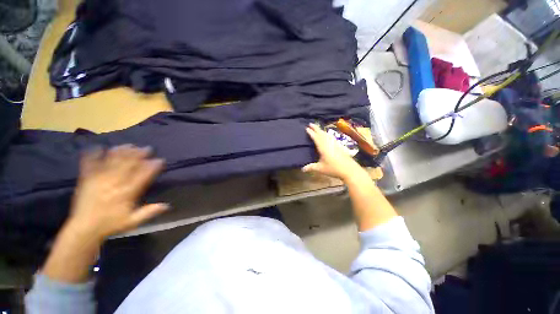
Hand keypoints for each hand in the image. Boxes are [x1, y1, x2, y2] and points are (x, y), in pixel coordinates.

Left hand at [67, 145, 168, 239]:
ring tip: (129, 145)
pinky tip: (97, 147)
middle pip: (128, 165)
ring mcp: (99, 180)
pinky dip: (93, 155)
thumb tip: (167, 205)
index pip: (142, 176)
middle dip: (138, 155)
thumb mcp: (132, 221)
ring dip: (121, 152)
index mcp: (126, 193)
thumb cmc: (110, 224)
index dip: (152, 167)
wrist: (84, 228)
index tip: (159, 160)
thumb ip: (149, 212)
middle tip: (147, 148)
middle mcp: (114, 184)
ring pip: (112, 162)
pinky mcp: (86, 180)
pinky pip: (89, 165)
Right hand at [302, 123, 364, 180]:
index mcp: (323, 147)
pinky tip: (328, 135)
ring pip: (327, 134)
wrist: (349, 169)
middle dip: (316, 128)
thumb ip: (311, 167)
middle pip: (322, 133)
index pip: (316, 138)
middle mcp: (329, 143)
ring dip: (321, 130)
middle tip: (311, 124)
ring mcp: (335, 144)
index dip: (311, 133)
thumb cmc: (333, 168)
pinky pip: (331, 137)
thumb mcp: (320, 169)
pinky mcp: (339, 146)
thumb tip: (302, 169)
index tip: (307, 128)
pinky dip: (327, 134)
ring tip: (318, 128)